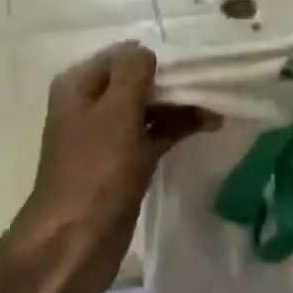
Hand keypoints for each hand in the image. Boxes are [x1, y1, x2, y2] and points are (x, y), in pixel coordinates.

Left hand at [12, 42, 212, 292]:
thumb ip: (133, 74)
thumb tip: (147, 50)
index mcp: (79, 86)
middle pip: (138, 81)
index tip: (194, 63)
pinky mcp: (123, 163)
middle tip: (213, 85)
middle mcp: (91, 105)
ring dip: (180, 106)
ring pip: (148, 109)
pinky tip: (208, 126)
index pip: (123, 55)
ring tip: (219, 108)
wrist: (74, 241)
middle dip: (173, 82)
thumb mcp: (116, 113)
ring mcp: (107, 136)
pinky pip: (153, 135)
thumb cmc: (95, 172)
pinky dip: (177, 129)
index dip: (157, 57)